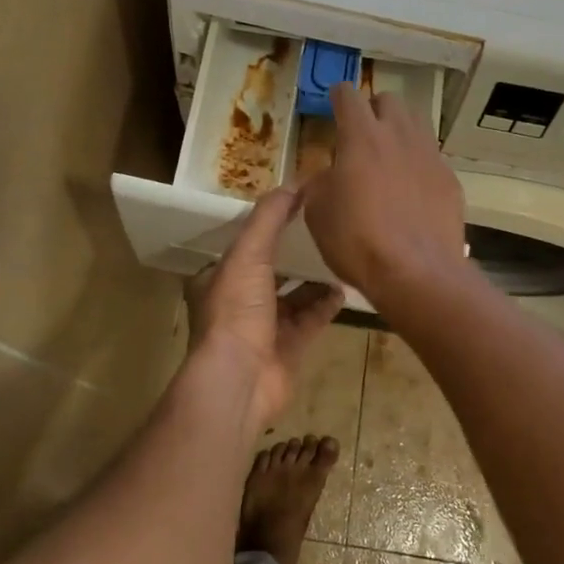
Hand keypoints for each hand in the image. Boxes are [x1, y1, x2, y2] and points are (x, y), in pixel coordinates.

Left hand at [187, 184, 343, 432]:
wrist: (240, 379)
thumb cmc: (236, 310)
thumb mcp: (248, 254)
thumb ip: (269, 218)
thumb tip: (294, 183)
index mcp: (219, 278)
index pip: (243, 245)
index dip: (266, 226)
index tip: (293, 207)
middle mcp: (239, 302)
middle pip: (270, 270)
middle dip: (293, 253)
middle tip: (323, 229)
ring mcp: (264, 328)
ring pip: (294, 296)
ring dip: (314, 279)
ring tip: (339, 255)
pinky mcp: (289, 348)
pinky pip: (311, 319)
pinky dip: (326, 304)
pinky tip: (344, 288)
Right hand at [302, 82, 466, 299]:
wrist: (416, 273)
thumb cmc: (357, 240)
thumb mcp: (318, 212)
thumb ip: (320, 182)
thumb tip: (328, 175)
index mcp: (361, 136)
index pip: (348, 95)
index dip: (338, 97)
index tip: (333, 106)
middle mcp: (399, 135)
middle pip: (389, 101)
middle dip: (374, 110)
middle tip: (362, 135)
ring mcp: (429, 155)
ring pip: (416, 123)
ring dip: (400, 131)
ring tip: (389, 157)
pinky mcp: (450, 179)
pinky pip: (432, 157)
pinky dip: (418, 164)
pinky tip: (411, 191)